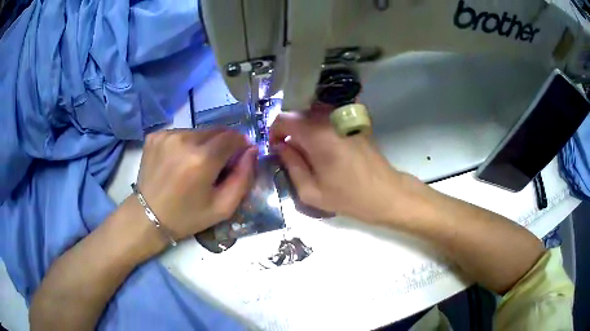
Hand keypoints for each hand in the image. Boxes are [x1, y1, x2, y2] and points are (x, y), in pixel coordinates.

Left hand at [135, 129, 256, 240]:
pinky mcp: (155, 135)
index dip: (241, 145)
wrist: (147, 216)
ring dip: (204, 144)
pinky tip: (179, 161)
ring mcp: (167, 135)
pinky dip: (186, 144)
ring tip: (195, 164)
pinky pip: (181, 133)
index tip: (238, 157)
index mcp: (202, 159)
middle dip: (223, 144)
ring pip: (199, 131)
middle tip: (217, 165)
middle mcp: (184, 139)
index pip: (233, 137)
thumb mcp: (223, 207)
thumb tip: (252, 151)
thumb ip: (243, 178)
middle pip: (216, 130)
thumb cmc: (187, 216)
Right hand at [270, 105, 417, 223]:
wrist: (386, 193)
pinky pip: (327, 117)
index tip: (276, 148)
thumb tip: (281, 146)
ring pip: (312, 114)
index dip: (274, 132)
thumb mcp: (311, 191)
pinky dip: (319, 127)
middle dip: (289, 131)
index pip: (283, 118)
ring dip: (304, 128)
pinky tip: (324, 147)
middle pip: (298, 114)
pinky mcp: (353, 122)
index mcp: (317, 134)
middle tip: (291, 153)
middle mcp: (329, 119)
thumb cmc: (349, 197)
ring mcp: (344, 118)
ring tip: (308, 152)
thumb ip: (291, 165)